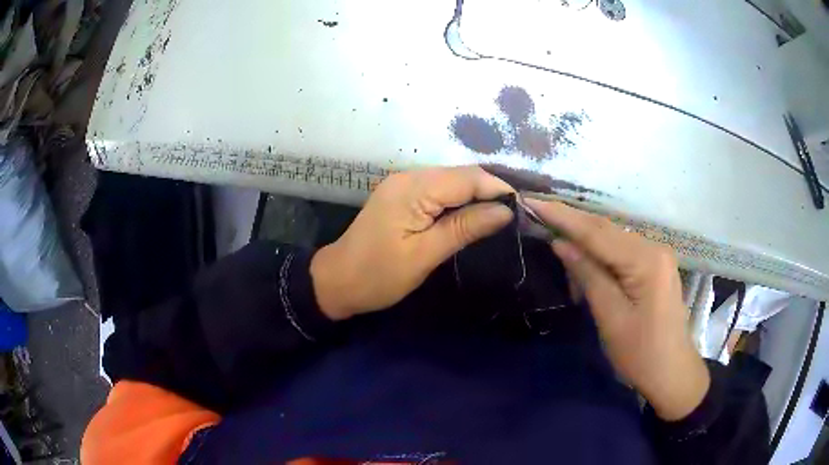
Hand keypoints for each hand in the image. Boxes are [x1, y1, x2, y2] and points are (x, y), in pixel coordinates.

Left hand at [311, 166, 513, 320]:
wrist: (337, 281)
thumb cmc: (379, 275)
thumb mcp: (425, 255)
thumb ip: (465, 228)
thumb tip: (505, 211)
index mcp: (413, 188)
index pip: (468, 178)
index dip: (498, 188)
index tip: (524, 206)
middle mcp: (409, 176)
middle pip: (461, 174)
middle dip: (491, 190)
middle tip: (517, 212)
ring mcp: (403, 183)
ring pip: (452, 180)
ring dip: (477, 194)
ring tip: (502, 213)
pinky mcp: (402, 194)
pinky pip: (439, 189)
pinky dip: (459, 199)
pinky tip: (473, 213)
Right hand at [525, 198, 708, 420]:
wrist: (672, 372)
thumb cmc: (641, 353)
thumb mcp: (611, 318)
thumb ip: (588, 275)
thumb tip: (561, 243)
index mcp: (646, 260)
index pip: (597, 232)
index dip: (562, 217)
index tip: (532, 202)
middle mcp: (653, 247)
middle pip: (605, 229)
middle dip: (570, 221)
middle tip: (536, 210)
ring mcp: (656, 255)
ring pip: (612, 239)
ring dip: (583, 239)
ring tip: (554, 238)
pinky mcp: (654, 266)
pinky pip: (621, 251)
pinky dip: (598, 252)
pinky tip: (583, 258)